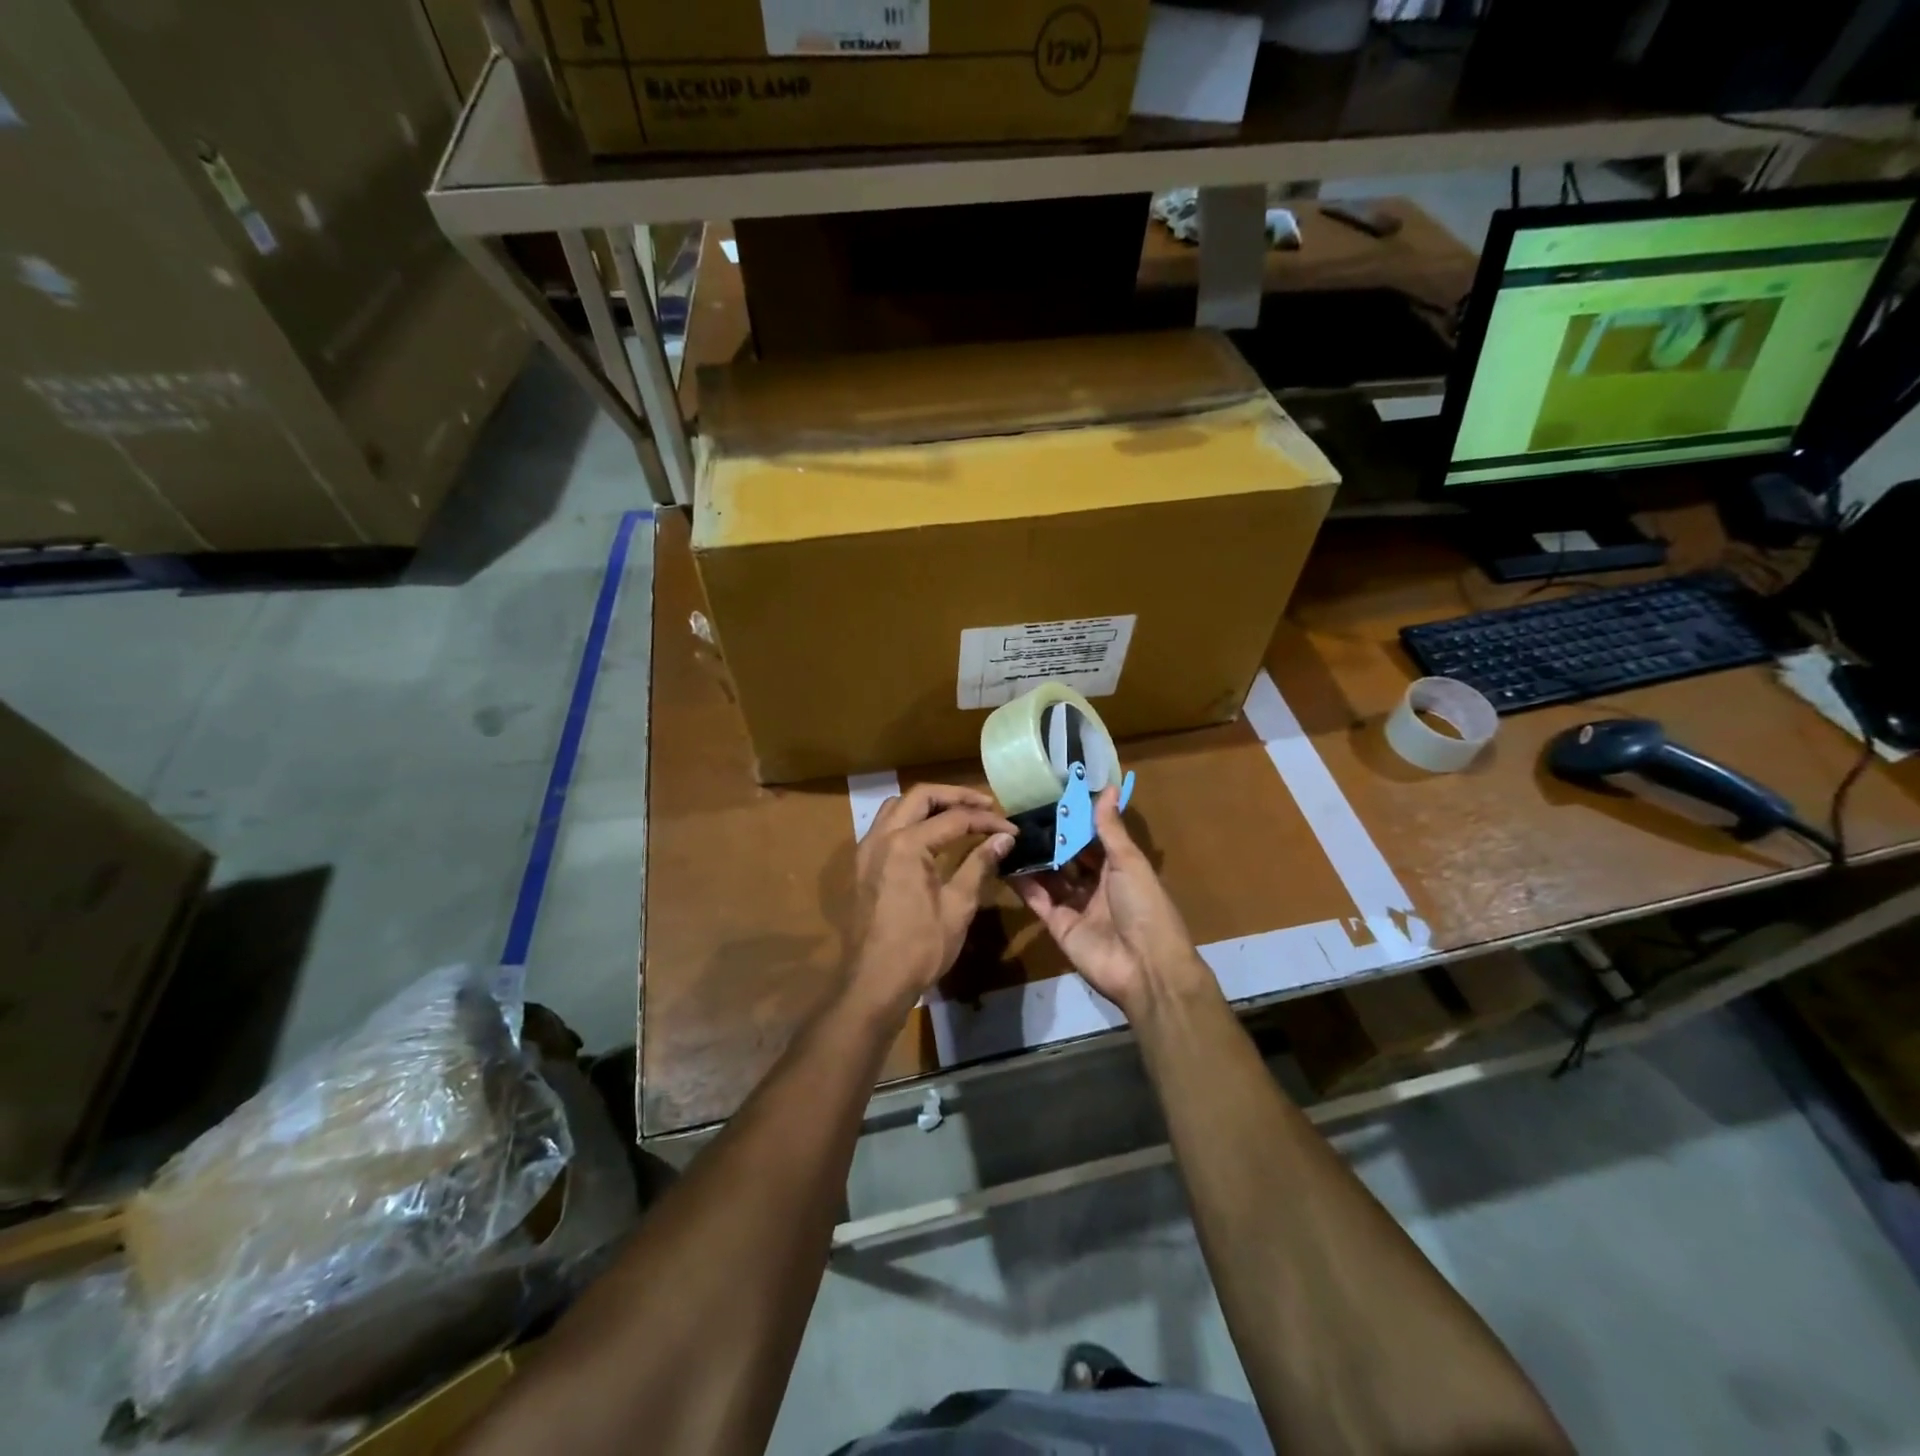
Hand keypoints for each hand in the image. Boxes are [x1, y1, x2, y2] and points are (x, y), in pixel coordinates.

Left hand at [849, 784, 1015, 1015]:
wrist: (874, 982)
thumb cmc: (920, 948)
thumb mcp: (958, 906)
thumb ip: (979, 864)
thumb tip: (1005, 838)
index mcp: (907, 845)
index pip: (954, 818)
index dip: (987, 821)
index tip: (1011, 829)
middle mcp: (882, 837)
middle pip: (920, 796)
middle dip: (955, 796)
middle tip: (985, 805)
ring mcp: (867, 849)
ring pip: (898, 805)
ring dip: (929, 804)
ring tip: (959, 814)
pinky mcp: (863, 864)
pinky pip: (886, 825)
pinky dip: (910, 819)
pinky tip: (930, 835)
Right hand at [1013, 787, 1210, 1018]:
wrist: (1145, 967)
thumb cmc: (1144, 906)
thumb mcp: (1129, 862)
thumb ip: (1110, 828)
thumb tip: (1106, 787)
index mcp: (1119, 869)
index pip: (1092, 839)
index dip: (1075, 820)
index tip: (1050, 797)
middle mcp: (1097, 886)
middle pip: (1069, 858)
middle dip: (1050, 839)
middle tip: (1022, 813)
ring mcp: (1076, 907)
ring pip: (1051, 877)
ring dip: (1034, 858)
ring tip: (1010, 833)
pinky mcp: (1058, 926)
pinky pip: (1038, 900)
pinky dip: (1023, 884)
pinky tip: (1006, 863)